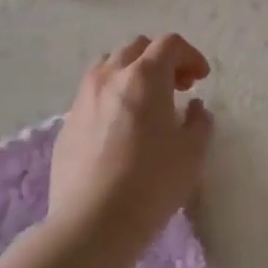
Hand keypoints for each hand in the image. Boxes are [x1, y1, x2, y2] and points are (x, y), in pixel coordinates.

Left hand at [49, 34, 213, 237]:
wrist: (92, 222)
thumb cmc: (152, 182)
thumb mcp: (192, 152)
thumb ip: (199, 122)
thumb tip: (194, 109)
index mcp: (144, 76)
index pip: (169, 44)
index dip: (191, 56)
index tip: (201, 80)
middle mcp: (110, 77)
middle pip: (137, 48)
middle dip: (161, 60)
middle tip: (178, 87)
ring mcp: (83, 99)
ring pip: (109, 67)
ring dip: (133, 74)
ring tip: (147, 103)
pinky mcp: (67, 124)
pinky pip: (92, 95)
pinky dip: (112, 97)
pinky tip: (121, 129)